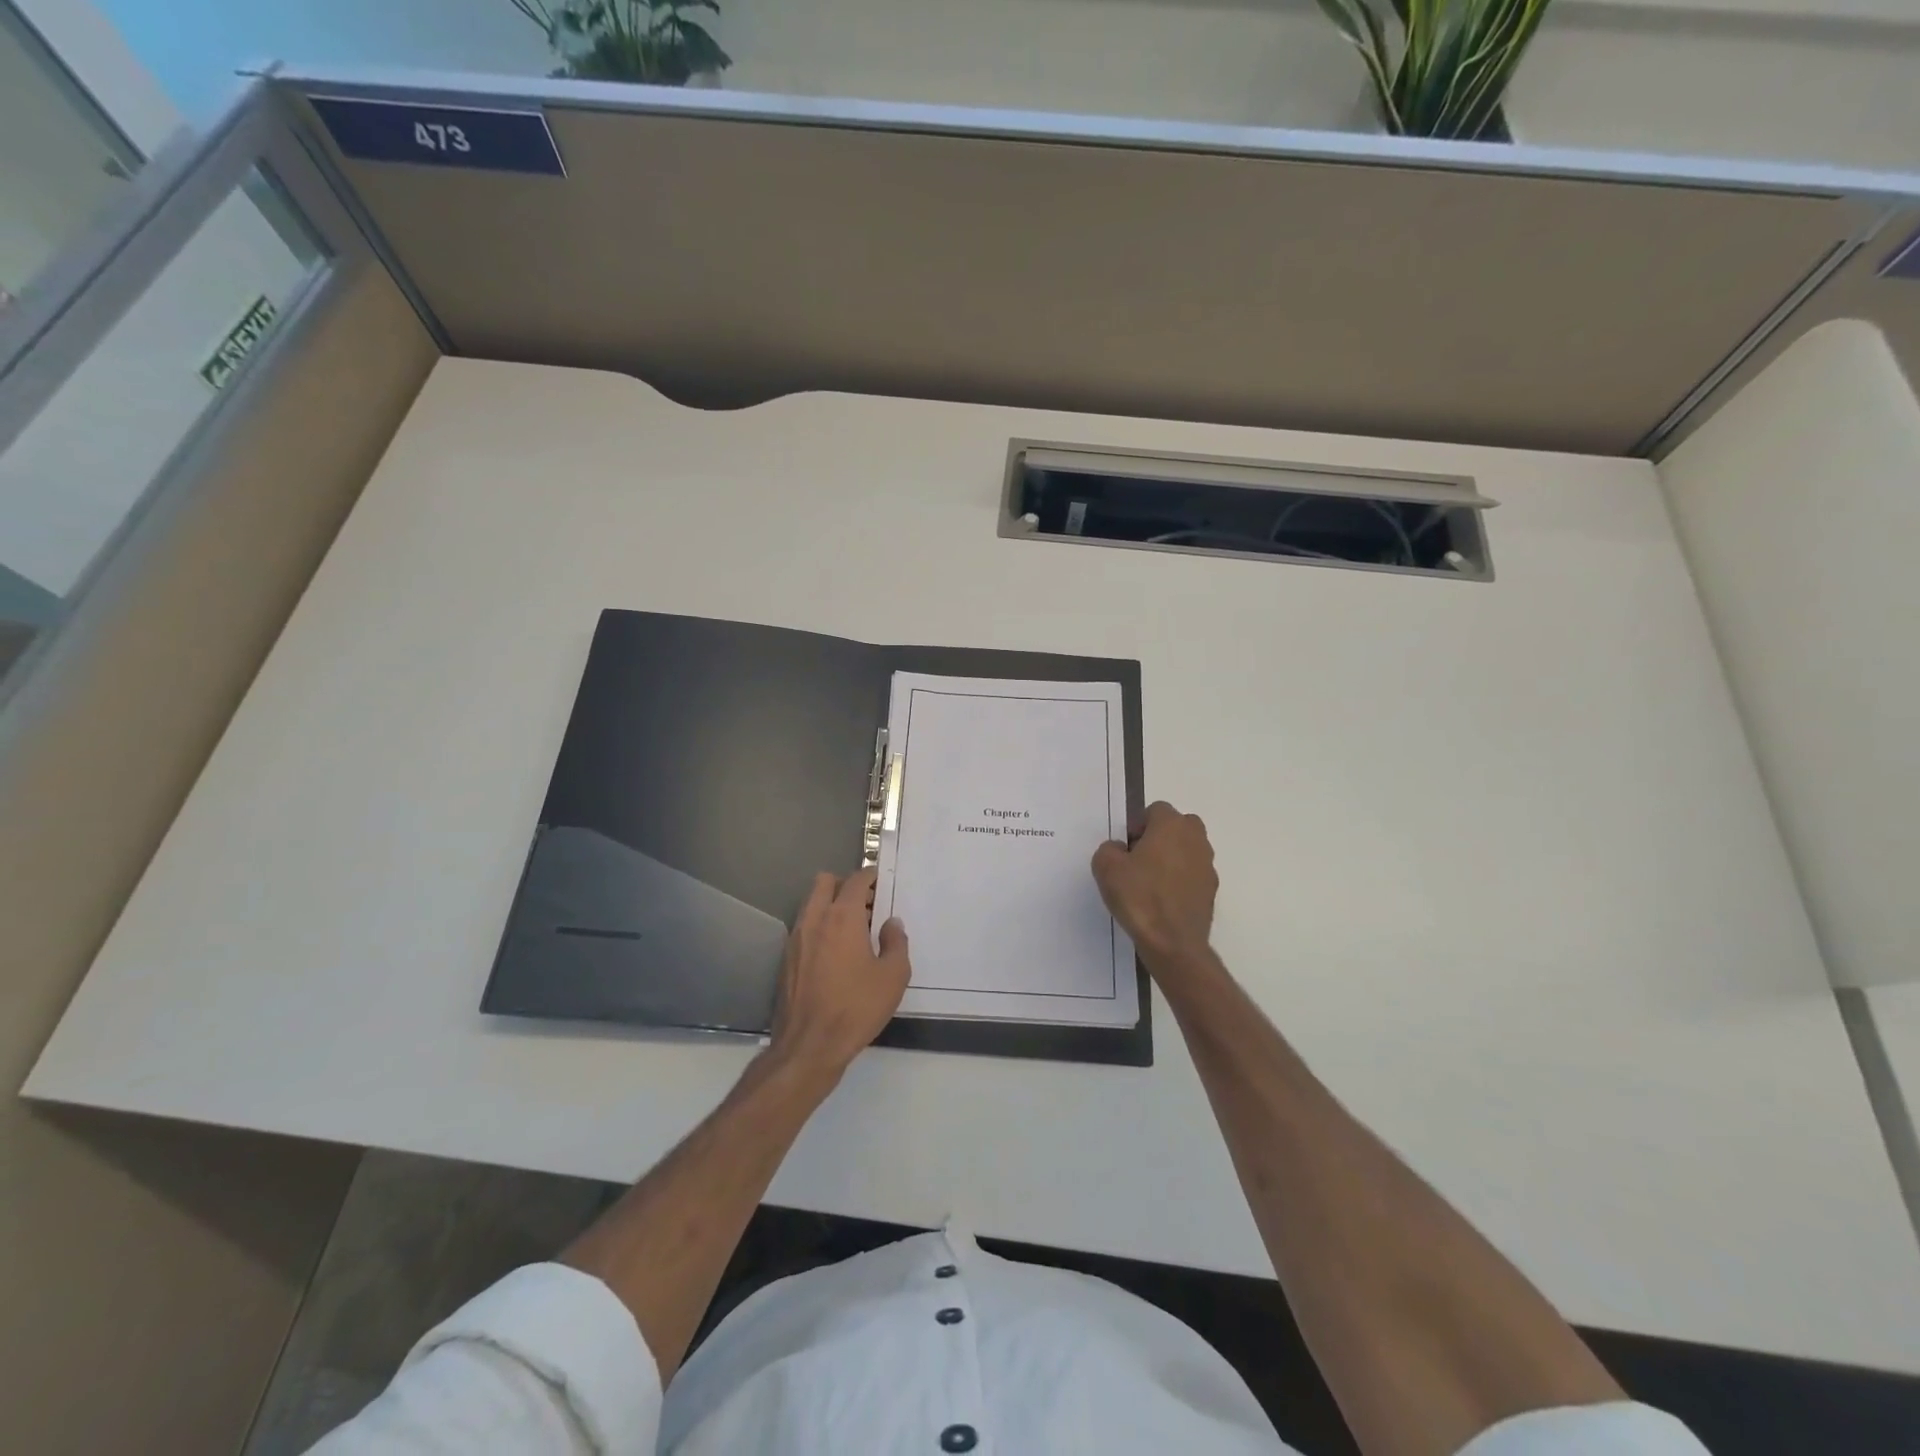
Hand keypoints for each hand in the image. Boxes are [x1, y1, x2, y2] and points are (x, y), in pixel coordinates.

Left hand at [768, 867, 909, 1082]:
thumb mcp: (893, 976)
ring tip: (852, 930)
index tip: (881, 882)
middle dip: (845, 884)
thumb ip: (896, 942)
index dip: (870, 876)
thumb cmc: (856, 1008)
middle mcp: (815, 920)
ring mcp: (796, 939)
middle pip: (825, 882)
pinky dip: (819, 927)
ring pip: (811, 903)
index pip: (855, 880)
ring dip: (830, 905)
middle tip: (866, 904)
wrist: (809, 1046)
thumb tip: (891, 924)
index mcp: (842, 917)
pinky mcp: (786, 959)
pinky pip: (804, 927)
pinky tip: (834, 953)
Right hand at [1091, 801, 1217, 974]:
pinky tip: (1163, 901)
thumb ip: (1109, 848)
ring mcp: (1208, 865)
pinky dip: (1181, 881)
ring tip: (1150, 884)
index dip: (1138, 826)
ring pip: (1187, 850)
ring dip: (1172, 859)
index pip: (1156, 810)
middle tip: (1139, 861)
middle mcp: (1195, 839)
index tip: (1127, 849)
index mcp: (1172, 825)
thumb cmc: (1139, 896)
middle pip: (1177, 826)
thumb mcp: (1106, 867)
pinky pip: (1193, 875)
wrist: (1172, 942)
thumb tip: (1120, 850)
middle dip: (1160, 837)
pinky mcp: (1212, 890)